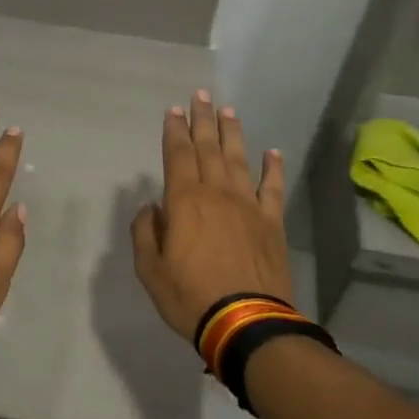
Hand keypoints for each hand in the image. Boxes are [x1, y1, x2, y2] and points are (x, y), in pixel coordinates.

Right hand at [132, 90, 292, 340]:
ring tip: (228, 111)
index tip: (173, 110)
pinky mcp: (272, 224)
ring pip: (240, 160)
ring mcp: (249, 207)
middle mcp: (218, 194)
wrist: (246, 322)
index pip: (177, 155)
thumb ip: (145, 232)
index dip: (174, 131)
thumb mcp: (150, 269)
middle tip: (201, 95)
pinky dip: (273, 169)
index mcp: (185, 201)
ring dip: (232, 134)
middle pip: (209, 149)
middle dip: (203, 121)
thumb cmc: (189, 296)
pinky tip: (273, 153)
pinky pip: (273, 189)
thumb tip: (150, 207)